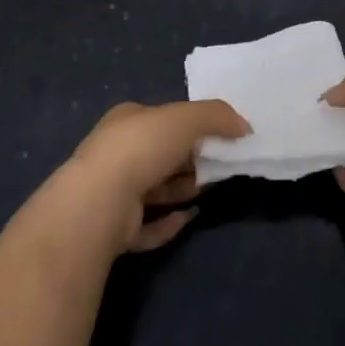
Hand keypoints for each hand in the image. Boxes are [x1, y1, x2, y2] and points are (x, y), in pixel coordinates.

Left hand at [64, 100, 249, 252]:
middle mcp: (116, 154)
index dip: (190, 126)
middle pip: (161, 154)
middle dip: (190, 159)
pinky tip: (190, 217)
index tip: (217, 137)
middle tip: (219, 164)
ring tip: (209, 189)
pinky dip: (170, 222)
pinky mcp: (116, 229)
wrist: (100, 201)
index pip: (161, 119)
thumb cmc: (142, 147)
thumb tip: (244, 127)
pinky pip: (149, 225)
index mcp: (126, 121)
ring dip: (183, 189)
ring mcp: (113, 193)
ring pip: (156, 189)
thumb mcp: (186, 118)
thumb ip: (217, 116)